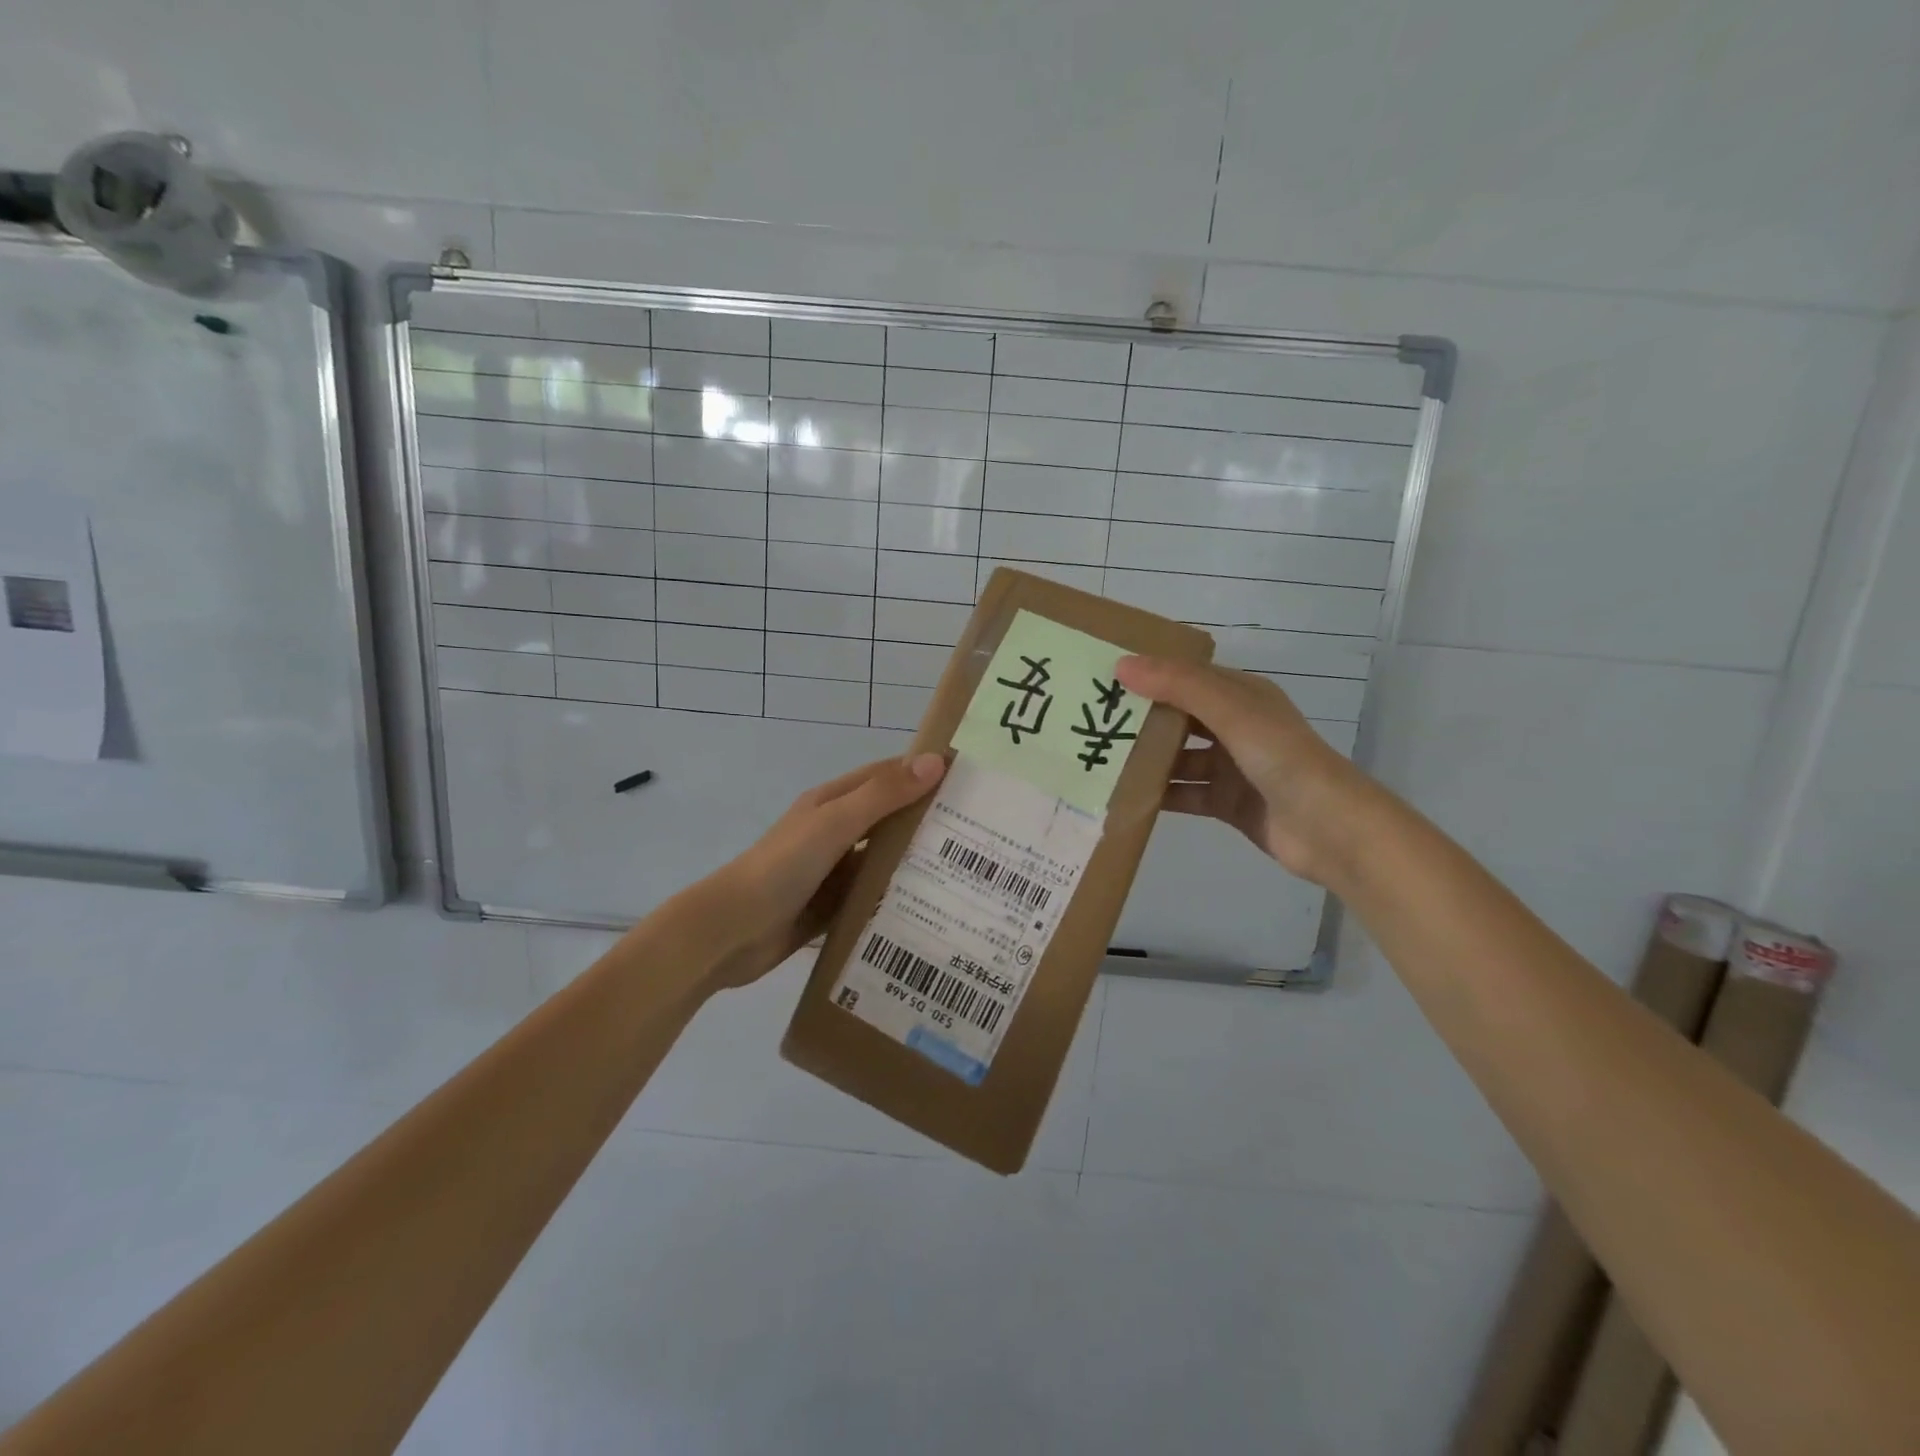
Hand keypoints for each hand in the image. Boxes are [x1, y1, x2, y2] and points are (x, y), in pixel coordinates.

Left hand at [699, 753, 946, 989]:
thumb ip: (883, 795)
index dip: (923, 771)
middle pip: (889, 819)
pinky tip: (932, 909)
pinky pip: (873, 897)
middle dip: (928, 820)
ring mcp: (834, 871)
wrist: (731, 931)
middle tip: (981, 832)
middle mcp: (836, 832)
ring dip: (916, 862)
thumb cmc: (783, 866)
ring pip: (884, 860)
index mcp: (833, 802)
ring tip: (969, 872)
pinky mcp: (832, 907)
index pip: (887, 776)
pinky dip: (897, 898)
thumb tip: (936, 761)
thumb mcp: (835, 823)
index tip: (970, 777)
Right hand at [1116, 656, 1379, 886]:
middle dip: (1141, 718)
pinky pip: (1184, 794)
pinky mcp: (1226, 803)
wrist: (1330, 829)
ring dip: (1146, 760)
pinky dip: (1158, 795)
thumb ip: (1179, 686)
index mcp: (1241, 696)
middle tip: (1092, 719)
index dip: (1149, 673)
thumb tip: (1122, 665)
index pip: (1186, 676)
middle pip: (1178, 717)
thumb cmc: (1282, 758)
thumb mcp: (1232, 711)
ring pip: (1178, 758)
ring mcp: (1231, 767)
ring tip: (1099, 760)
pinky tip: (1124, 798)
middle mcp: (1235, 727)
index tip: (1104, 676)